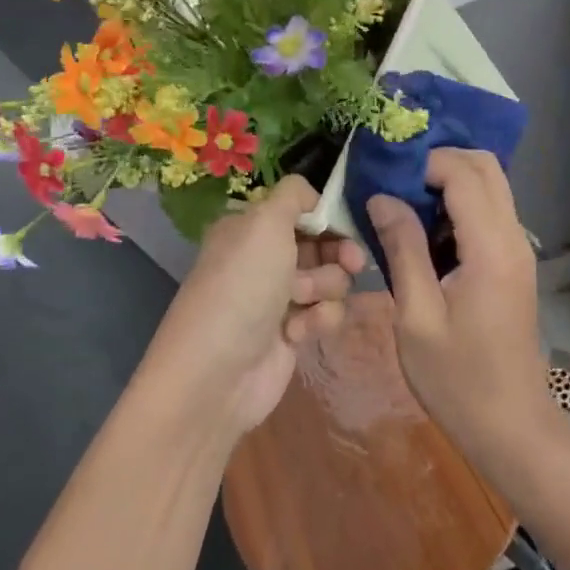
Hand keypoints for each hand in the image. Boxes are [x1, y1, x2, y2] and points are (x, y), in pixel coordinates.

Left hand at [147, 176, 365, 438]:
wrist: (217, 373)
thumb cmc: (242, 287)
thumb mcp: (264, 223)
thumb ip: (293, 195)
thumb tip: (313, 196)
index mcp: (251, 228)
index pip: (302, 210)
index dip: (328, 216)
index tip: (349, 224)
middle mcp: (264, 258)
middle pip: (323, 244)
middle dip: (338, 253)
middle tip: (352, 262)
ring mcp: (279, 297)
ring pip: (331, 279)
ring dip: (326, 288)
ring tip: (305, 303)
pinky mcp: (293, 333)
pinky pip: (326, 314)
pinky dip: (319, 321)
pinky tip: (299, 334)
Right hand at [366, 149, 554, 461]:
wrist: (510, 424)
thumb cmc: (457, 378)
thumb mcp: (416, 316)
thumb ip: (402, 249)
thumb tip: (382, 197)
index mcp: (491, 248)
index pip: (464, 174)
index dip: (424, 163)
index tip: (385, 177)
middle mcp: (513, 238)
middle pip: (486, 168)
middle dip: (441, 161)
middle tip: (395, 183)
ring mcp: (518, 250)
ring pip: (491, 187)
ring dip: (450, 182)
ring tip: (403, 203)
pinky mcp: (514, 264)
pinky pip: (490, 213)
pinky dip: (460, 205)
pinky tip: (425, 230)